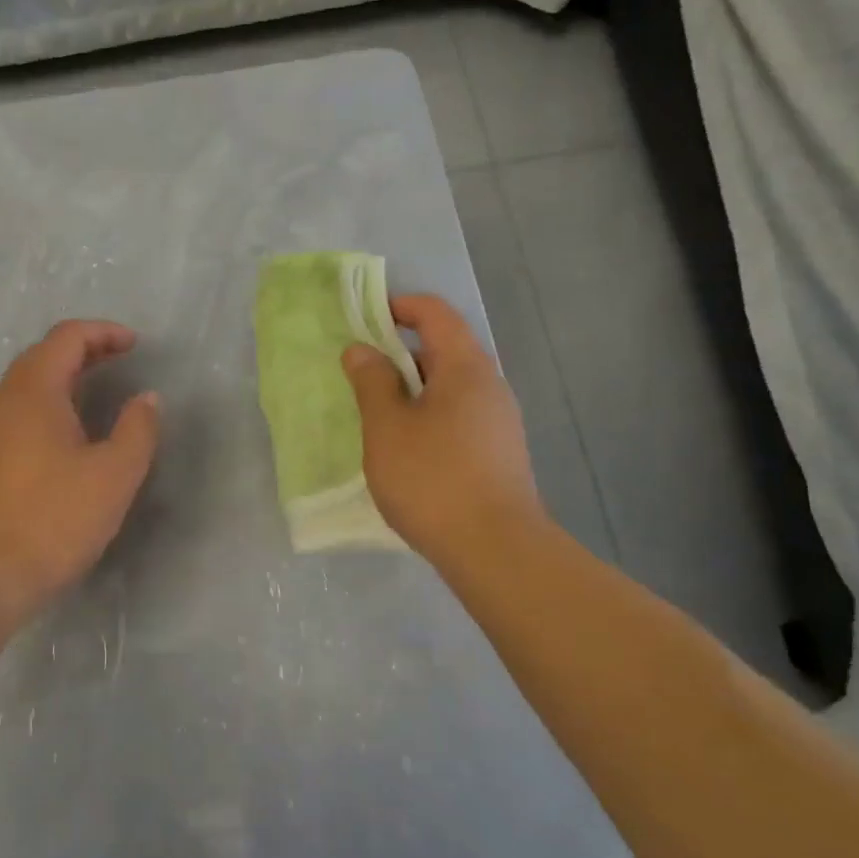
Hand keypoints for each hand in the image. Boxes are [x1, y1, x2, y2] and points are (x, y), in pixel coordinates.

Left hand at [0, 320, 160, 626]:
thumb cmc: (49, 521)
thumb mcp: (112, 476)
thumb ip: (137, 430)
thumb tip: (146, 398)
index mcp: (33, 391)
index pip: (67, 337)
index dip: (104, 332)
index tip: (135, 344)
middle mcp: (2, 401)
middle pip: (44, 356)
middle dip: (85, 352)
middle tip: (121, 362)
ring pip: (28, 387)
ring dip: (65, 380)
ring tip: (99, 396)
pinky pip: (18, 414)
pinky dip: (49, 407)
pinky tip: (67, 439)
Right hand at [341, 294, 546, 569]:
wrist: (496, 551)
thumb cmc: (433, 478)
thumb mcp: (387, 426)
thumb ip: (372, 382)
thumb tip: (361, 350)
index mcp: (465, 368)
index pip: (436, 314)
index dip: (400, 306)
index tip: (364, 319)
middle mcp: (489, 386)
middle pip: (444, 348)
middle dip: (400, 351)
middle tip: (359, 370)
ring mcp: (498, 421)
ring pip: (450, 386)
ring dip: (412, 387)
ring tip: (375, 410)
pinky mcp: (498, 452)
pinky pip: (457, 415)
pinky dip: (427, 414)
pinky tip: (404, 446)